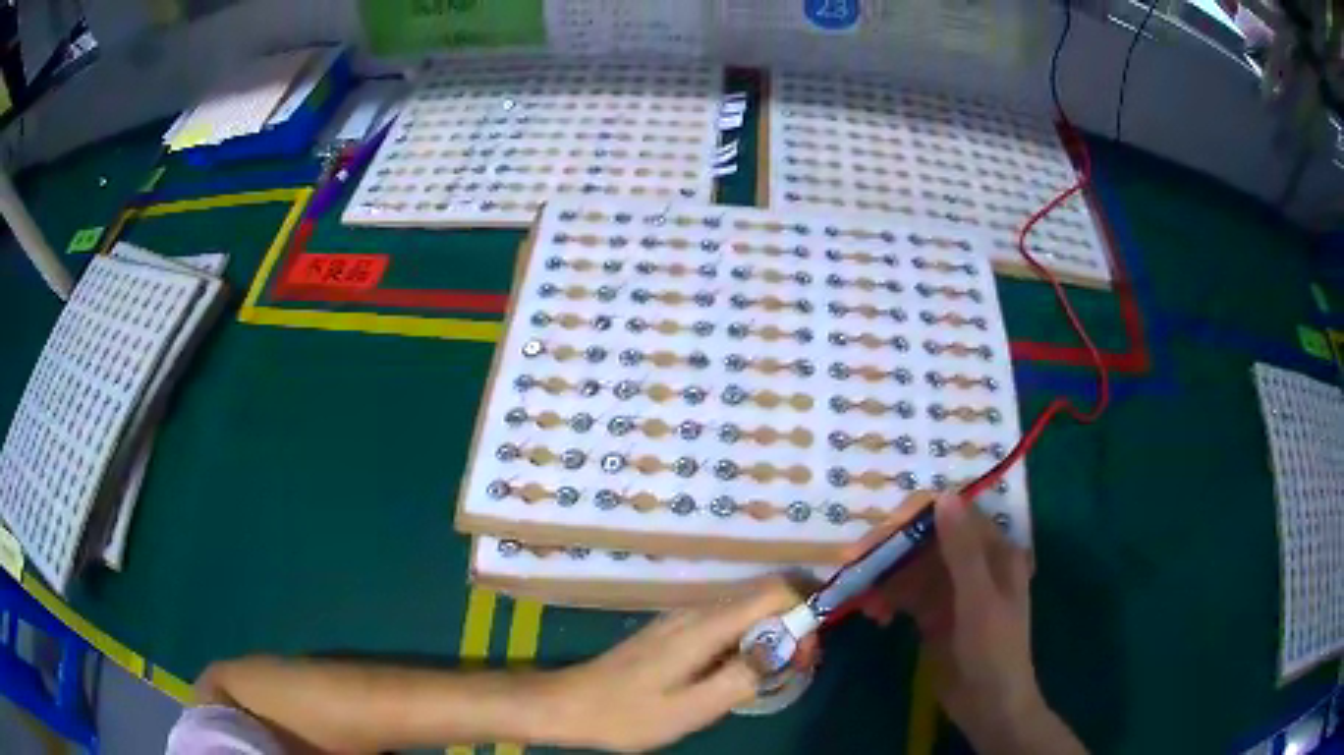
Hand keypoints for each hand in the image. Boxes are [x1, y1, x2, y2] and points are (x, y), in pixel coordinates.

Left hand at [546, 578, 799, 752]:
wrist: (572, 704)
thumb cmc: (629, 714)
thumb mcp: (691, 709)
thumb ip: (740, 679)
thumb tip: (783, 652)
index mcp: (704, 626)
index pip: (773, 592)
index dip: (803, 614)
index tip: (807, 655)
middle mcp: (697, 611)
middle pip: (763, 597)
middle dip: (793, 626)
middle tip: (798, 669)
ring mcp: (683, 619)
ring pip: (746, 610)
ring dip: (772, 635)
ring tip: (775, 676)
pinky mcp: (675, 632)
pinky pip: (726, 623)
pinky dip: (749, 641)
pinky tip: (741, 673)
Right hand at [844, 494, 1081, 753]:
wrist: (989, 706)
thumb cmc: (994, 650)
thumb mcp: (978, 600)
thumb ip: (962, 551)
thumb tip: (943, 496)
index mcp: (994, 551)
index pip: (953, 515)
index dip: (916, 517)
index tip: (881, 532)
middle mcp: (973, 563)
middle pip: (926, 541)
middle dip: (892, 551)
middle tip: (854, 563)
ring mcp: (952, 590)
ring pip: (912, 569)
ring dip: (885, 579)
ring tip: (865, 603)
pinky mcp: (934, 615)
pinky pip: (906, 596)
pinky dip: (888, 601)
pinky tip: (876, 616)